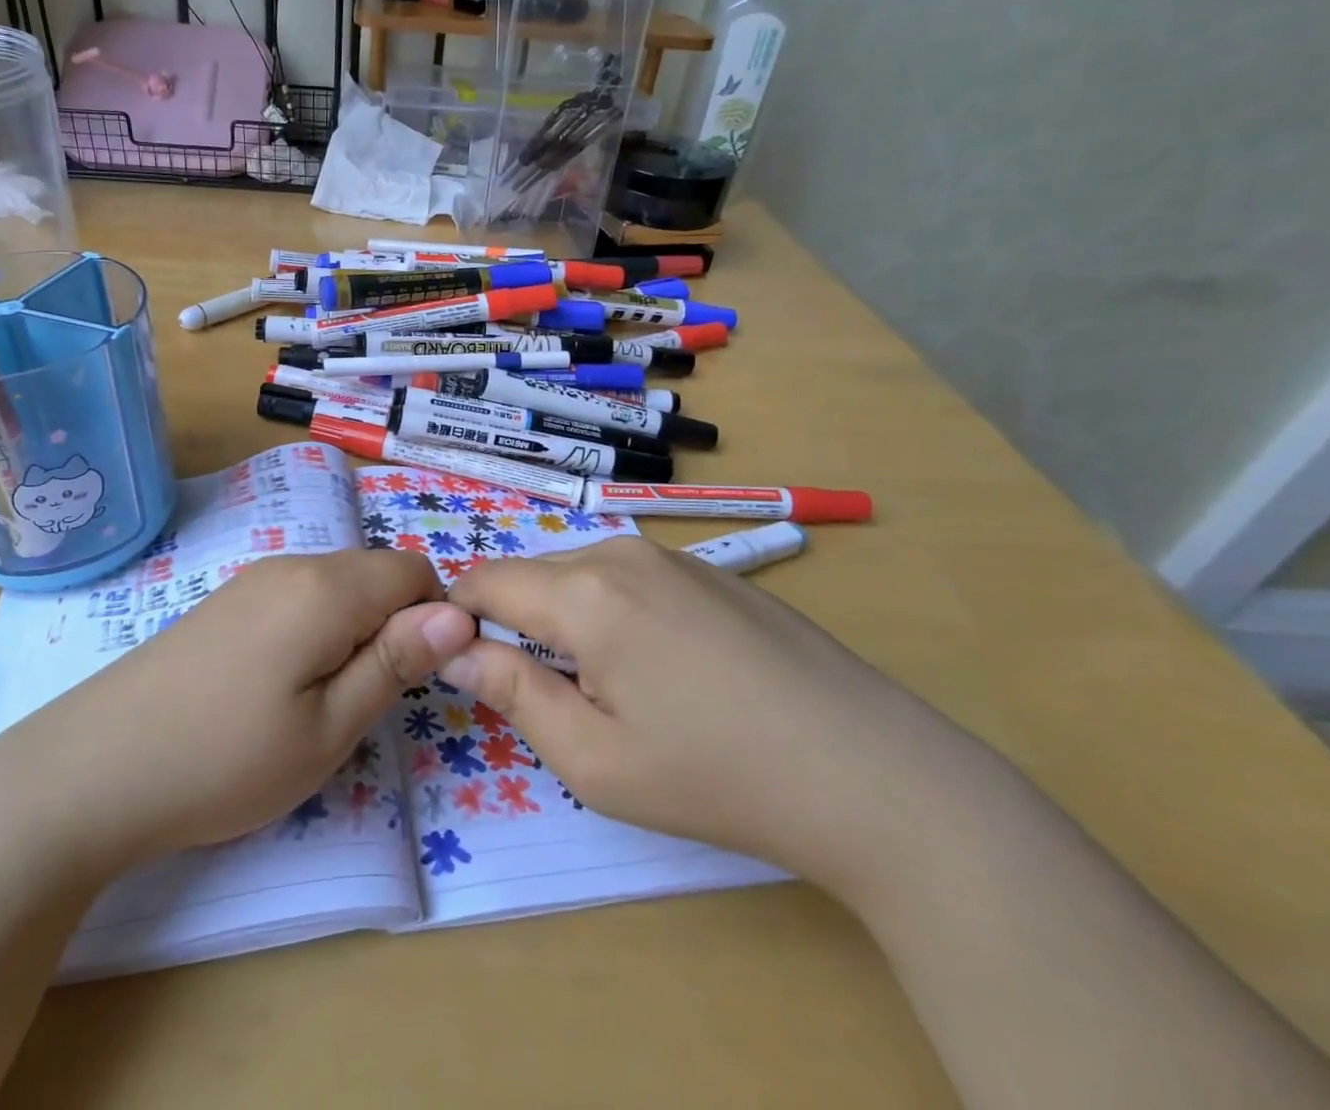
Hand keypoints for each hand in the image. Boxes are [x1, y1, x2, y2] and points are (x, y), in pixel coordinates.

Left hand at [6, 549, 474, 871]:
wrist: (90, 770)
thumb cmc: (224, 760)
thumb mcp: (329, 728)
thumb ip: (396, 662)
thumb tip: (458, 613)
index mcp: (326, 587)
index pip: (415, 570)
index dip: (433, 618)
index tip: (414, 680)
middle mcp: (292, 564)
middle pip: (376, 573)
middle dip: (393, 625)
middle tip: (365, 702)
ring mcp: (252, 578)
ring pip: (337, 585)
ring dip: (353, 630)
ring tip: (321, 701)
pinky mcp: (226, 600)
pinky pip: (298, 596)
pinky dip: (315, 629)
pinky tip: (278, 686)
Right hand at [440, 536, 981, 898]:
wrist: (873, 773)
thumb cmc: (716, 776)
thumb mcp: (594, 759)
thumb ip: (513, 694)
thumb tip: (456, 650)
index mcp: (584, 592)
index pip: (486, 579)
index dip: (460, 616)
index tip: (466, 665)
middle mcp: (621, 553)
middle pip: (534, 575)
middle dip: (519, 623)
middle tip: (548, 696)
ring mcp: (673, 556)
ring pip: (583, 575)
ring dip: (569, 620)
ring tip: (611, 689)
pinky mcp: (712, 571)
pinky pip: (631, 580)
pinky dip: (616, 614)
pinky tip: (668, 672)